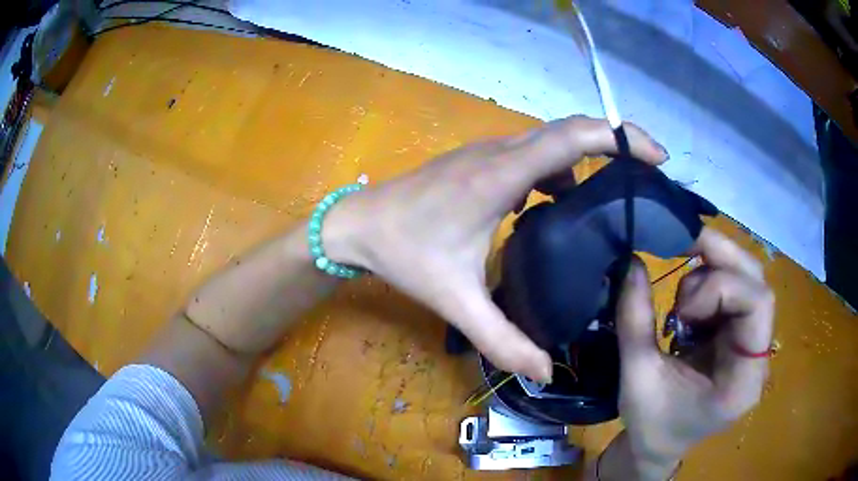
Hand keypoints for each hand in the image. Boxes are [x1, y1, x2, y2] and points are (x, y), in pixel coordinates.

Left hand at [325, 115, 667, 381]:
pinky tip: (561, 202)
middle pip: (569, 130)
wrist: (358, 226)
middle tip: (651, 172)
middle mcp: (499, 153)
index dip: (618, 137)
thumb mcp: (456, 301)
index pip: (571, 138)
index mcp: (500, 176)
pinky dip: (560, 170)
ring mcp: (487, 152)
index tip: (656, 155)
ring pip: (552, 142)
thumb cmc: (404, 254)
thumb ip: (503, 341)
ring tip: (615, 191)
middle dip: (616, 142)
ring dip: (588, 157)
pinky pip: (533, 155)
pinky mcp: (480, 160)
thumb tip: (546, 373)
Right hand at [614, 228, 774, 478]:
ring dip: (711, 272)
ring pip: (747, 278)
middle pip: (756, 282)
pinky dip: (708, 283)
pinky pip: (734, 289)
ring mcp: (752, 342)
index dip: (722, 286)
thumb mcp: (636, 377)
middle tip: (680, 251)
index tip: (681, 305)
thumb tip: (630, 262)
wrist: (659, 446)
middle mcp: (758, 355)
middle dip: (718, 259)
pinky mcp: (740, 334)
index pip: (757, 305)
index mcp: (743, 379)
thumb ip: (635, 319)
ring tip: (680, 304)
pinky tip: (688, 307)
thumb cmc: (651, 425)